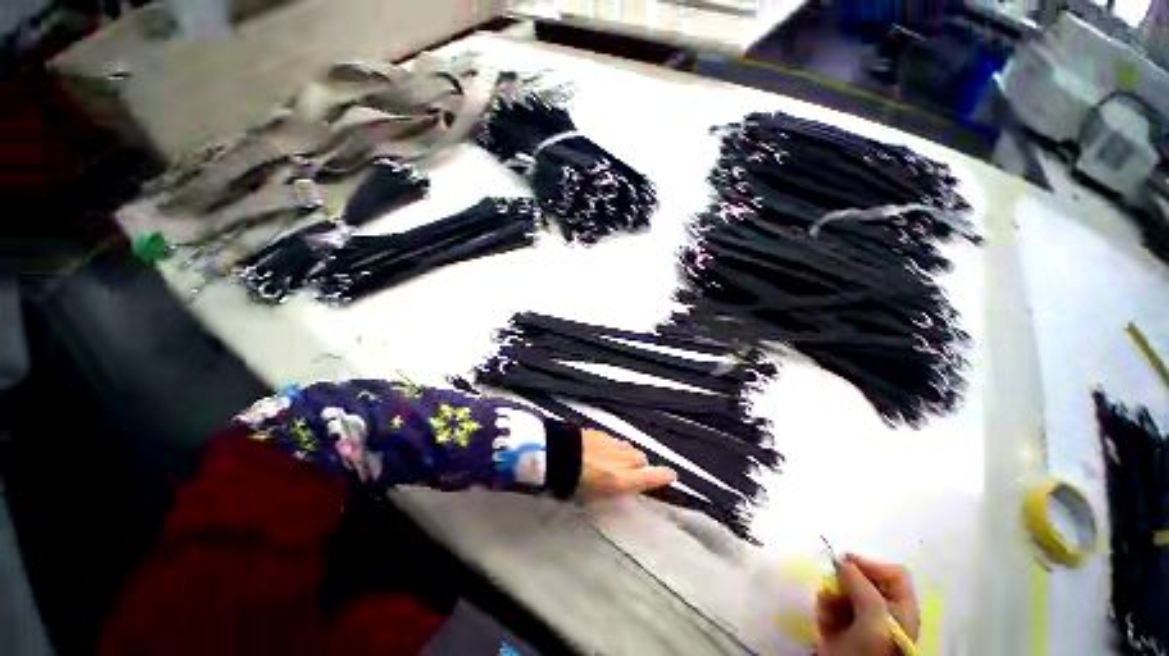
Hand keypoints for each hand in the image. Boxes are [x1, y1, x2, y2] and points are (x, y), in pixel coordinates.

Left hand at [576, 429, 676, 497]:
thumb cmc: (573, 484)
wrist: (557, 455)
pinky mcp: (601, 433)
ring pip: (628, 448)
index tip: (672, 475)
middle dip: (639, 465)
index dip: (664, 476)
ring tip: (614, 461)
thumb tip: (622, 486)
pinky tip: (599, 451)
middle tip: (629, 472)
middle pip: (641, 459)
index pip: (652, 477)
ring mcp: (612, 443)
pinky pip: (613, 440)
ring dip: (625, 455)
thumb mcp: (595, 497)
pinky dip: (612, 446)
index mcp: (623, 480)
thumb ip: (613, 489)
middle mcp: (622, 459)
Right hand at [816, 554, 919, 655]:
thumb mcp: (872, 618)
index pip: (894, 574)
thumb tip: (842, 561)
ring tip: (825, 610)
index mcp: (903, 610)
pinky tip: (823, 622)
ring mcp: (864, 623)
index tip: (844, 564)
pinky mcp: (844, 630)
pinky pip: (832, 607)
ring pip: (844, 592)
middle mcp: (886, 614)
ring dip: (830, 596)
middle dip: (843, 582)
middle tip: (830, 589)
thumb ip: (862, 586)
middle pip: (865, 581)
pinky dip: (824, 609)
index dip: (870, 564)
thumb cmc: (868, 652)